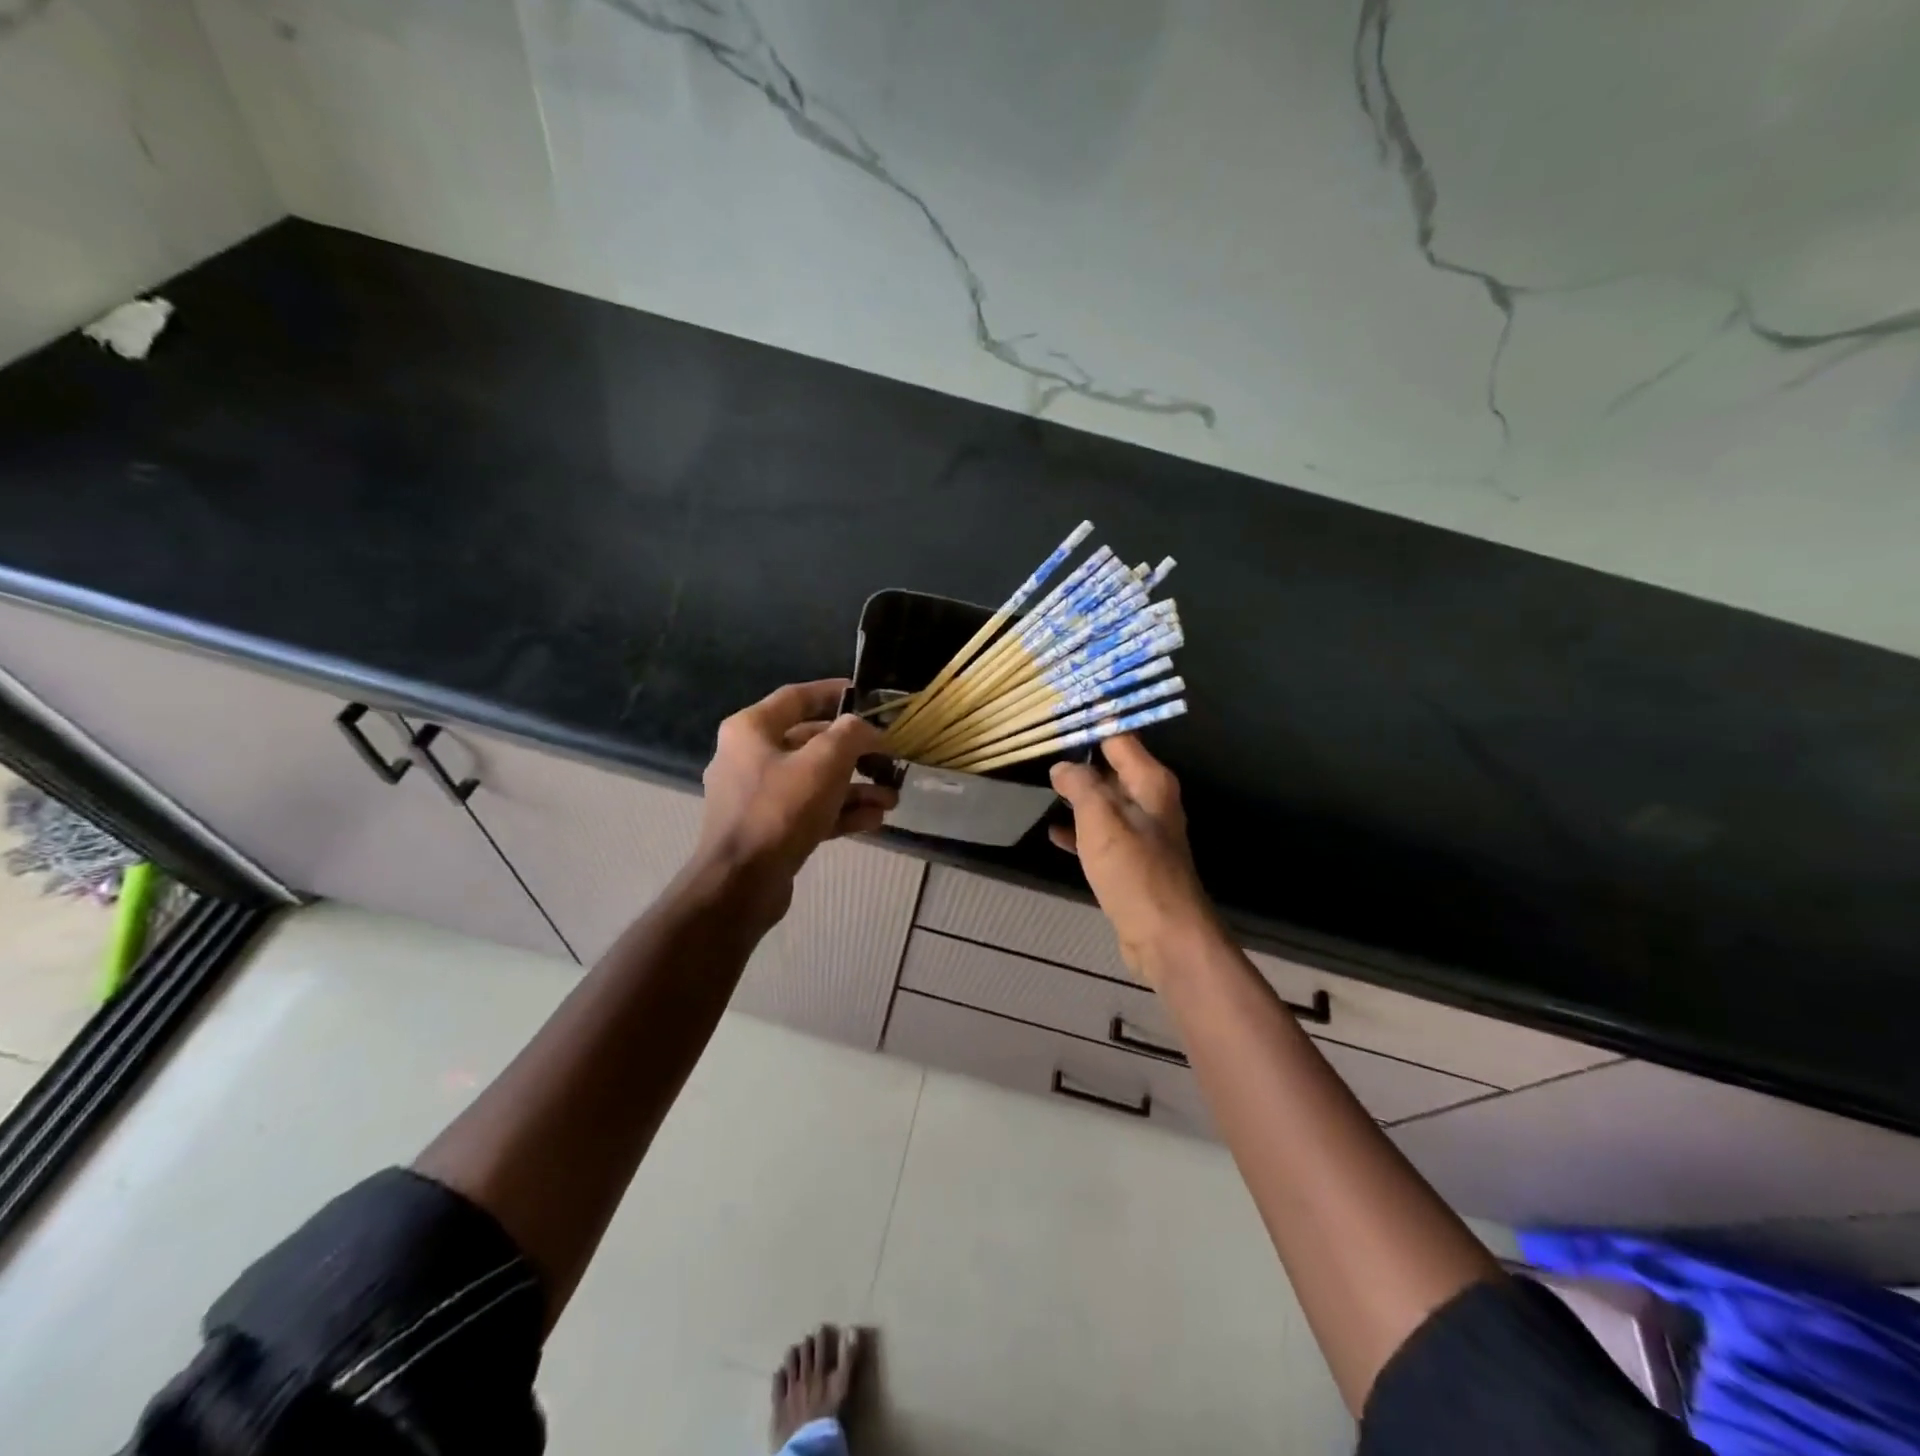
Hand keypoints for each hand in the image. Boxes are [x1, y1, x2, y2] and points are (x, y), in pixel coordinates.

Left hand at [695, 680, 897, 918]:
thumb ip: (852, 734)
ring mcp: (757, 796)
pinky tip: (874, 820)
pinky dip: (840, 812)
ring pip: (814, 781)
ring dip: (855, 787)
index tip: (866, 696)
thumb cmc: (780, 810)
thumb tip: (867, 729)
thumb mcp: (824, 762)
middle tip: (889, 758)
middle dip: (855, 753)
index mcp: (751, 729)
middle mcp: (749, 756)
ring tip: (891, 798)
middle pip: (811, 742)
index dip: (834, 692)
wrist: (741, 884)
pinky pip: (809, 810)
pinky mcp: (768, 828)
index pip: (797, 697)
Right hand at [1049, 736, 1217, 985]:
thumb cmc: (1134, 871)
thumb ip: (1081, 785)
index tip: (1055, 719)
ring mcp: (1142, 831)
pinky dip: (1079, 830)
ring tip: (1040, 785)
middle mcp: (1150, 800)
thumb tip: (1063, 766)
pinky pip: (1101, 834)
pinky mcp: (1131, 859)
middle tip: (1038, 750)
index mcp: (1150, 781)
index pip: (1119, 737)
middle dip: (1078, 760)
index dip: (1089, 726)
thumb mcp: (1101, 820)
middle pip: (1111, 768)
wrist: (1165, 935)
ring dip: (1076, 796)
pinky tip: (1053, 832)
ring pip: (1103, 802)